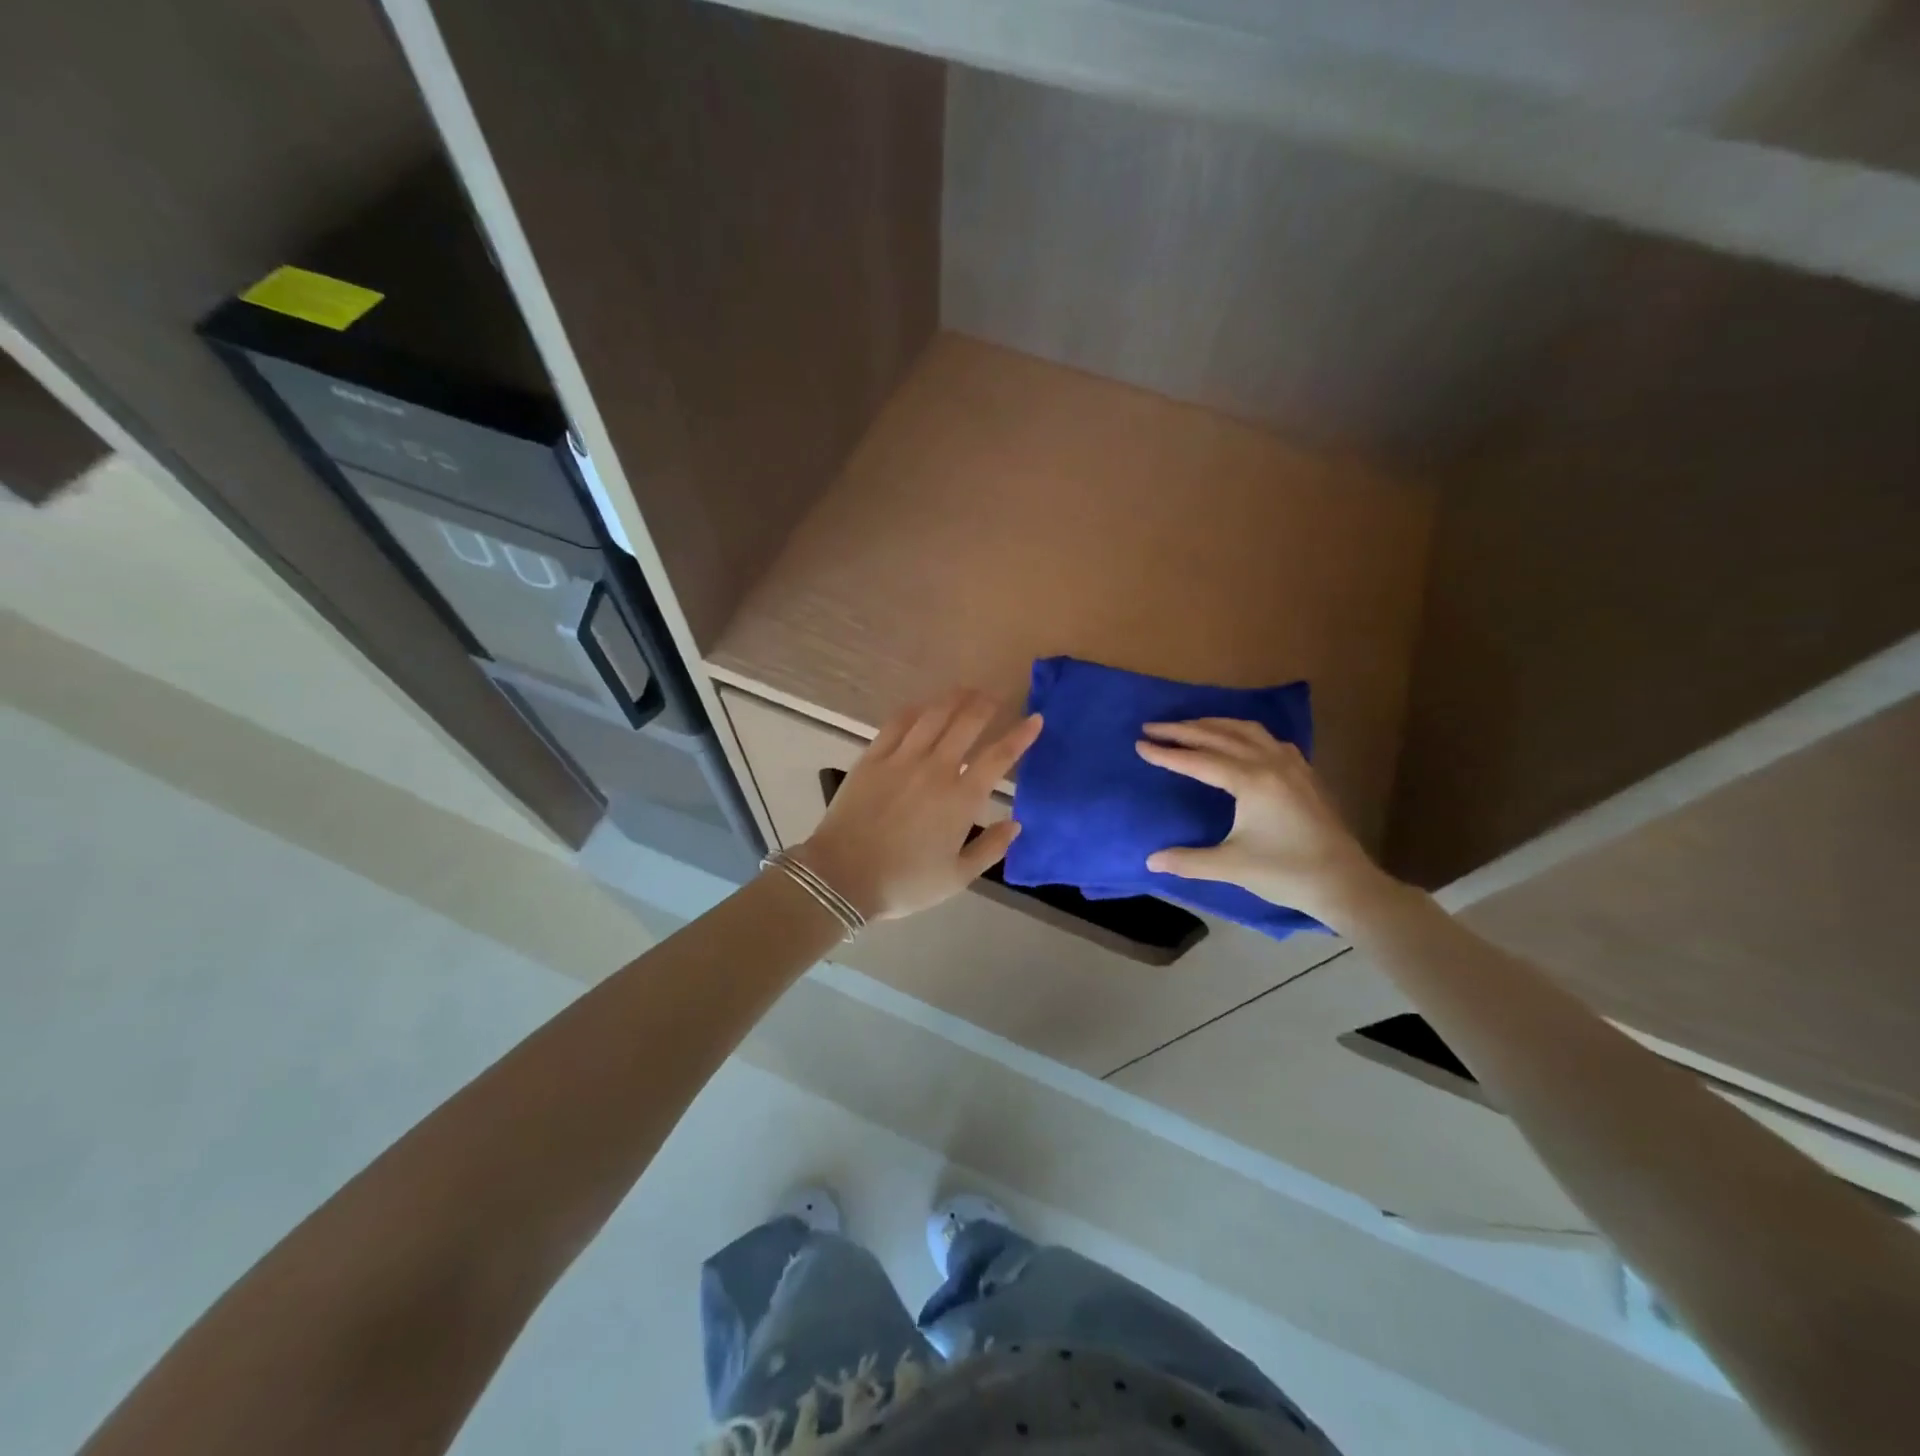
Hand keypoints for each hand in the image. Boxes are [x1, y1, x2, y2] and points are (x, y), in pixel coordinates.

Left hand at [795, 689, 1042, 921]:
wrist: (842, 876)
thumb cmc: (905, 882)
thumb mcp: (957, 877)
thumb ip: (991, 849)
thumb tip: (1015, 823)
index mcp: (961, 799)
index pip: (999, 757)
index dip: (1021, 735)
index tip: (1035, 719)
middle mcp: (936, 769)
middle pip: (967, 723)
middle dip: (986, 705)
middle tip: (996, 697)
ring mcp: (902, 759)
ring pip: (934, 715)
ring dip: (955, 699)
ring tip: (967, 691)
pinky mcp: (873, 757)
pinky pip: (898, 723)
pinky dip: (916, 710)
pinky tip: (924, 707)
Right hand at [1136, 719, 1395, 926]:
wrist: (1344, 882)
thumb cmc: (1286, 873)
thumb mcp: (1231, 866)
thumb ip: (1188, 860)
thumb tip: (1150, 861)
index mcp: (1251, 781)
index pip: (1198, 760)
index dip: (1167, 753)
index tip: (1140, 744)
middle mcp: (1270, 763)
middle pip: (1219, 735)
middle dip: (1183, 730)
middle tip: (1153, 726)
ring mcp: (1291, 764)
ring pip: (1246, 730)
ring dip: (1213, 724)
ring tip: (1188, 726)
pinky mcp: (1304, 772)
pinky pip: (1267, 738)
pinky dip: (1242, 732)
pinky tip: (1236, 740)